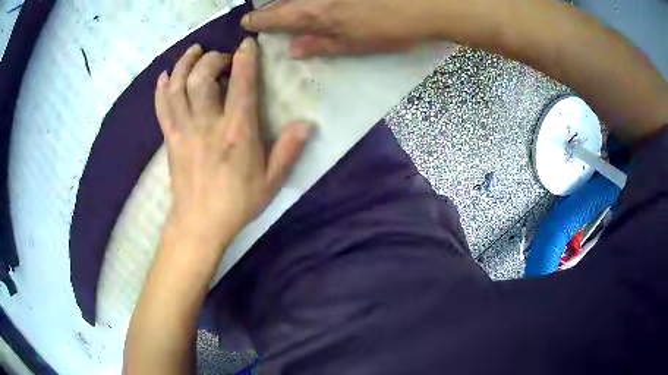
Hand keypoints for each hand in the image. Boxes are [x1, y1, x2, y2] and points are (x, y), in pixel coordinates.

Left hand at [155, 38, 311, 248]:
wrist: (199, 224)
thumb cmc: (237, 203)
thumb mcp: (271, 182)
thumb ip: (289, 151)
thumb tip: (306, 124)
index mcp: (236, 133)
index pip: (241, 85)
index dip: (244, 59)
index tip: (246, 45)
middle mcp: (207, 124)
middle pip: (201, 78)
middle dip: (212, 59)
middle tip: (221, 58)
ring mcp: (184, 130)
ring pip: (178, 87)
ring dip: (184, 64)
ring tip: (193, 52)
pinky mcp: (170, 139)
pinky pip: (162, 107)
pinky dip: (161, 88)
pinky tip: (164, 76)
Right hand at [241, 0, 442, 57]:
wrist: (424, 4)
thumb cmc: (391, 29)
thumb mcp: (356, 45)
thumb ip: (321, 45)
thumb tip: (293, 50)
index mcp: (315, 13)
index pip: (275, 16)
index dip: (258, 20)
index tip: (248, 23)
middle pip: (285, 1)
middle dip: (272, 9)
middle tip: (265, 17)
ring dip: (289, 4)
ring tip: (287, 12)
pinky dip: (310, 3)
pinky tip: (315, 9)